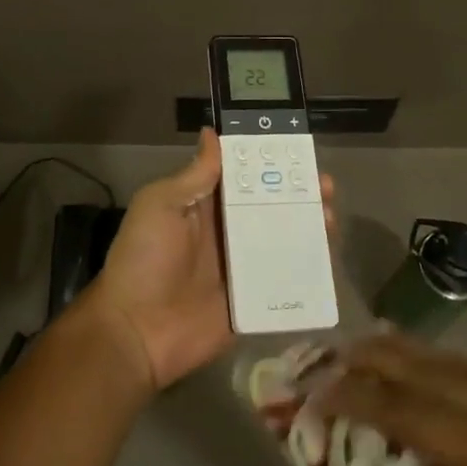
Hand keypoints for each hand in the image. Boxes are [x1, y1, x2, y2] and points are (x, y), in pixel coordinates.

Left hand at [83, 128, 336, 391]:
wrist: (136, 331)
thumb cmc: (144, 259)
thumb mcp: (160, 206)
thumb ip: (193, 176)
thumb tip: (212, 133)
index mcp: (203, 205)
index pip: (241, 175)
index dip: (268, 162)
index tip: (297, 151)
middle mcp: (226, 231)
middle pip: (268, 205)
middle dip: (297, 193)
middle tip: (324, 186)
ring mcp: (241, 266)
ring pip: (282, 238)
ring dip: (307, 226)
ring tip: (330, 217)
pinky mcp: (253, 299)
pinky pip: (285, 280)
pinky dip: (307, 268)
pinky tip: (328, 258)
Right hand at [319, 335, 466, 465]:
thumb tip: (402, 455)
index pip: (412, 411)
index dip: (361, 396)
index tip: (323, 385)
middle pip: (438, 371)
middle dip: (382, 357)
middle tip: (341, 348)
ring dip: (420, 359)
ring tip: (377, 343)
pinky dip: (464, 381)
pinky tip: (441, 379)